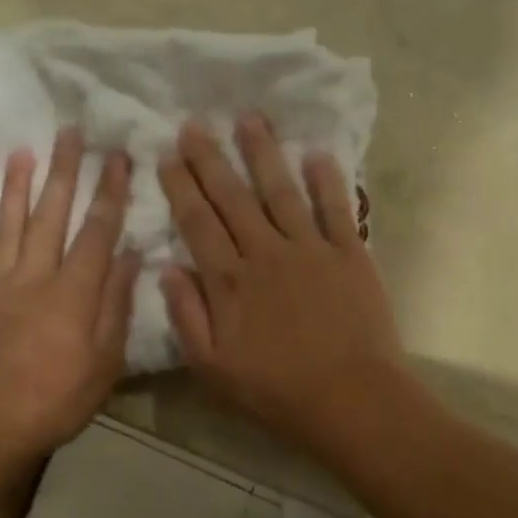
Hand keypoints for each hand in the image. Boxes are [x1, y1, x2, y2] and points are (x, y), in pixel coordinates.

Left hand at [0, 129, 139, 464]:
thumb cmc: (61, 398)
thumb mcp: (106, 361)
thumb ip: (116, 305)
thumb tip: (128, 256)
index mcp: (74, 293)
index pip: (96, 231)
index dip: (108, 192)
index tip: (116, 157)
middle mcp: (35, 277)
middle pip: (51, 215)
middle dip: (63, 171)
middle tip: (68, 133)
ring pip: (8, 226)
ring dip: (16, 186)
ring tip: (22, 151)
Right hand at [157, 114, 409, 455]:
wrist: (350, 399)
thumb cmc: (276, 391)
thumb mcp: (212, 368)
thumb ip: (186, 316)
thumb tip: (166, 268)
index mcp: (229, 281)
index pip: (197, 222)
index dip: (180, 186)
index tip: (168, 155)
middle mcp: (265, 253)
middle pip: (232, 197)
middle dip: (211, 158)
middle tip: (195, 124)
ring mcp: (310, 249)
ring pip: (281, 191)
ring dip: (263, 153)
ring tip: (249, 119)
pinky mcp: (349, 254)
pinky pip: (335, 208)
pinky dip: (326, 180)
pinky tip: (316, 153)